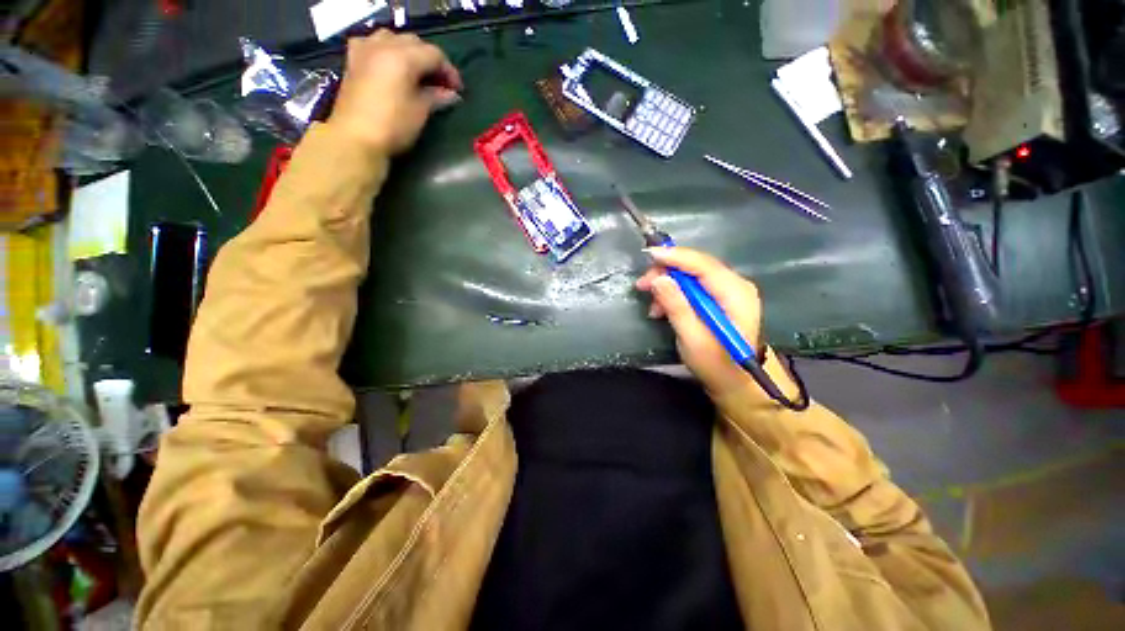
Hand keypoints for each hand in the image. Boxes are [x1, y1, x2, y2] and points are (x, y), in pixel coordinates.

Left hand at [327, 30, 462, 154]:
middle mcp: (383, 45)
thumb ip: (436, 97)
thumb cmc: (393, 126)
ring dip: (408, 52)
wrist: (355, 138)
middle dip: (430, 61)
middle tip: (441, 84)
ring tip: (417, 73)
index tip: (458, 90)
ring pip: (393, 38)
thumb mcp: (420, 112)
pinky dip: (386, 50)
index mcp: (403, 57)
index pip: (435, 54)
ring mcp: (365, 50)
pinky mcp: (353, 60)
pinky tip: (389, 65)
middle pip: (414, 43)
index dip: (450, 71)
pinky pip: (373, 44)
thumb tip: (451, 95)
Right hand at [636, 247, 762, 396]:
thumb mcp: (692, 338)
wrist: (734, 382)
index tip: (650, 254)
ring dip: (667, 285)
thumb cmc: (715, 364)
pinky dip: (674, 294)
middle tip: (642, 285)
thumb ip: (677, 307)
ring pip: (691, 275)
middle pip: (696, 266)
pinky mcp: (719, 297)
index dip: (676, 257)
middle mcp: (736, 285)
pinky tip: (662, 309)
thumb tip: (659, 279)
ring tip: (653, 307)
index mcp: (736, 294)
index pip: (703, 265)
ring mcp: (728, 290)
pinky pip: (692, 286)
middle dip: (666, 273)